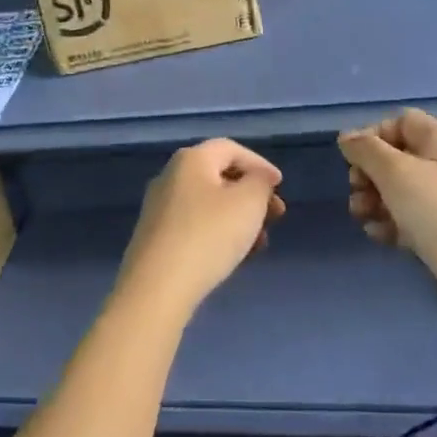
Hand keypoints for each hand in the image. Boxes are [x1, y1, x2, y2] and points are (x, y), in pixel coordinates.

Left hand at [115, 139, 285, 322]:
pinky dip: (219, 234)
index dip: (259, 164)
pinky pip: (195, 226)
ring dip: (239, 219)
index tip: (280, 186)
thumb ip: (260, 183)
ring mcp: (159, 208)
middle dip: (251, 195)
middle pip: (219, 177)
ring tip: (260, 244)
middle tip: (275, 216)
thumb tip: (257, 178)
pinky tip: (235, 257)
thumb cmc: (209, 235)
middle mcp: (170, 177)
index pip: (230, 149)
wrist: (158, 287)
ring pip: (209, 205)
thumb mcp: (248, 202)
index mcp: (190, 160)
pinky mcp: (156, 238)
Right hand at [338, 110, 436, 289]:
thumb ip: (367, 150)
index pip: (403, 121)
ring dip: (374, 200)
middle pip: (398, 157)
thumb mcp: (397, 173)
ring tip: (361, 216)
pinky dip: (391, 224)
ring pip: (401, 191)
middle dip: (370, 172)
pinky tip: (379, 237)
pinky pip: (411, 220)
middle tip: (356, 190)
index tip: (354, 158)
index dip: (375, 134)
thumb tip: (347, 136)